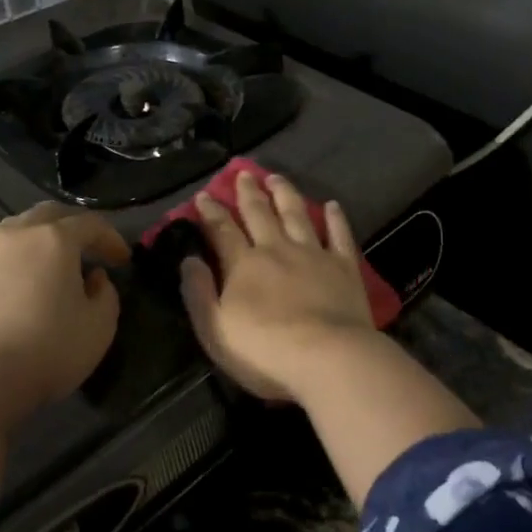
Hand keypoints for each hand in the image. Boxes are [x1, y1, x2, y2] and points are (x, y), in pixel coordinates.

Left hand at [0, 203, 130, 427]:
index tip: (123, 260)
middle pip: (47, 215)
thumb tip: (93, 278)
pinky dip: (1, 272)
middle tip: (85, 250)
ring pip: (11, 234)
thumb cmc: (45, 352)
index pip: (91, 224)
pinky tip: (3, 296)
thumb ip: (106, 295)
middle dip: (71, 227)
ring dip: (33, 244)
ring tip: (43, 269)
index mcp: (54, 239)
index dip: (111, 238)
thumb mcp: (99, 329)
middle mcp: (14, 236)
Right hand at [180, 170, 377, 403]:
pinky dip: (335, 218)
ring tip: (277, 178)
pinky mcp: (344, 266)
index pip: (222, 230)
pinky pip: (339, 235)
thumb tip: (188, 260)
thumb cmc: (266, 351)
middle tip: (243, 173)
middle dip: (248, 192)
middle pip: (260, 213)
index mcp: (244, 265)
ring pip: (296, 214)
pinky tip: (333, 205)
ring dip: (285, 194)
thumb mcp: (216, 330)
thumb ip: (199, 293)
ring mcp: (313, 254)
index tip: (204, 195)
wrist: (329, 358)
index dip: (211, 212)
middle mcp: (277, 249)